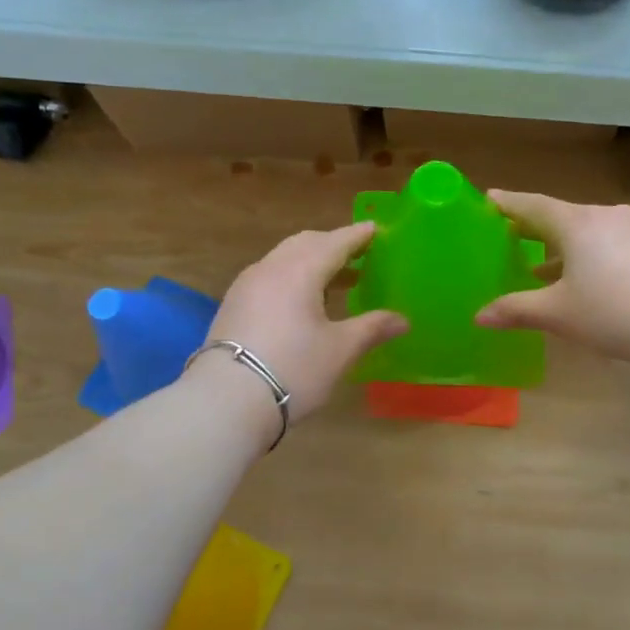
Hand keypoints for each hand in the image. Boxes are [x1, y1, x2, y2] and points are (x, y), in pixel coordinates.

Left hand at [196, 222, 406, 423]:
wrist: (226, 400)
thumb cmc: (294, 368)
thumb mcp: (340, 350)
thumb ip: (372, 328)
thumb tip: (402, 320)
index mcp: (300, 270)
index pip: (335, 242)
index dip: (358, 236)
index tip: (375, 229)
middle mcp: (271, 268)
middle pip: (306, 244)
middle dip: (333, 245)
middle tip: (359, 254)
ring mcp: (247, 285)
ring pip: (284, 259)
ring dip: (311, 262)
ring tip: (336, 280)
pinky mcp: (233, 305)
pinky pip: (270, 277)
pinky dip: (292, 277)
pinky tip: (303, 302)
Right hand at [474, 191, 629, 367]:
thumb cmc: (613, 313)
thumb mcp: (558, 314)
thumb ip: (516, 310)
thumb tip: (479, 317)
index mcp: (577, 223)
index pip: (533, 205)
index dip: (509, 204)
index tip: (490, 199)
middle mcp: (607, 215)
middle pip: (563, 216)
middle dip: (537, 228)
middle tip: (514, 237)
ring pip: (591, 230)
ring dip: (566, 246)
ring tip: (548, 268)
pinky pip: (615, 242)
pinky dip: (594, 254)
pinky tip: (593, 279)